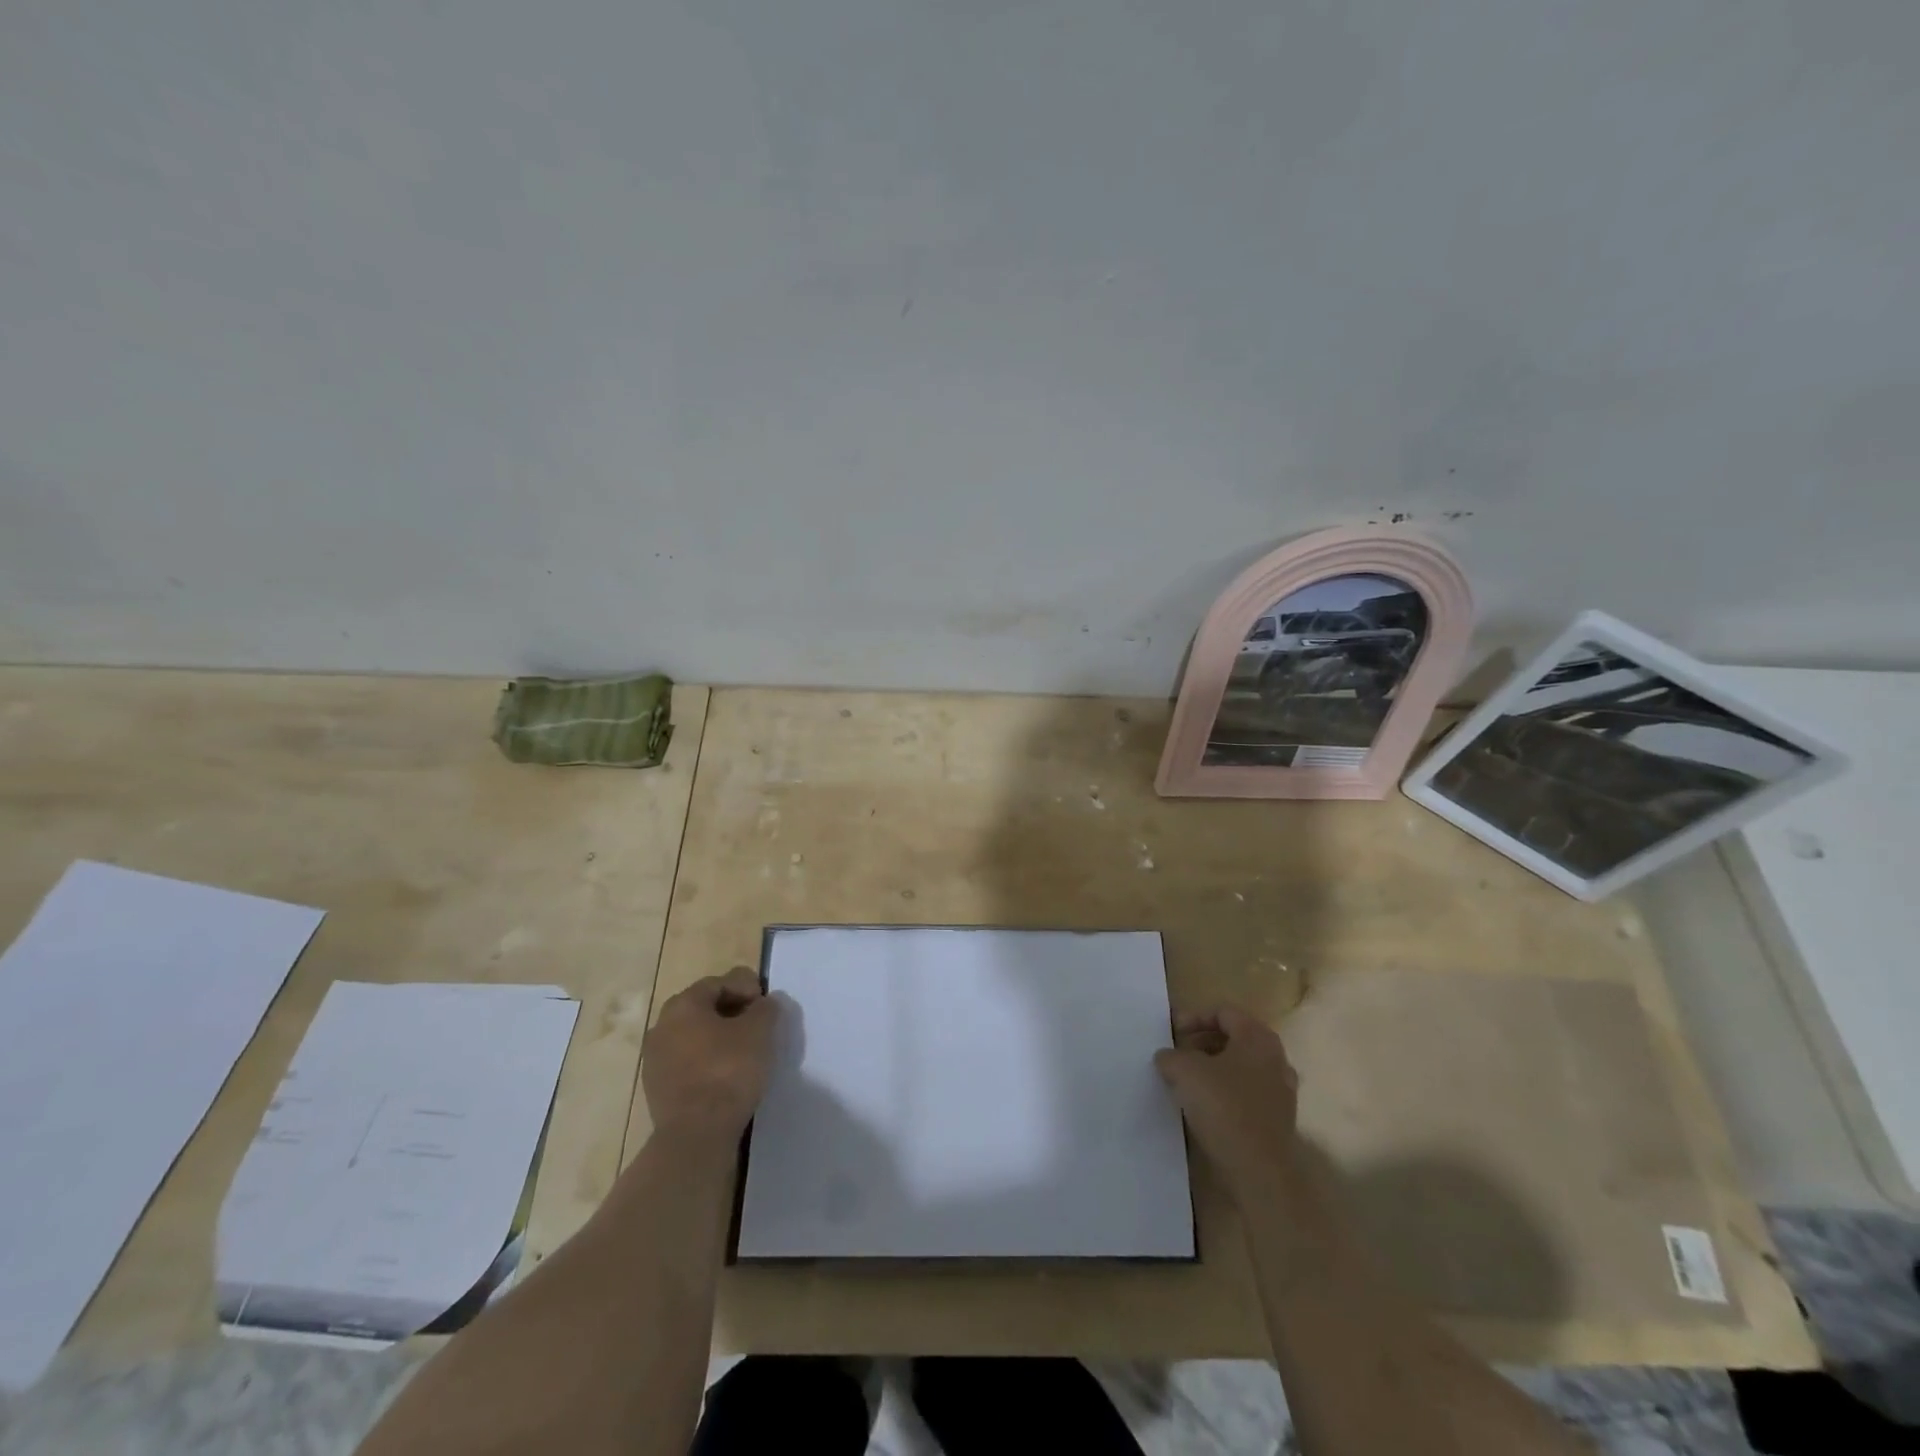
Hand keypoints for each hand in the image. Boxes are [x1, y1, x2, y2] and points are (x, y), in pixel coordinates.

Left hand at [642, 967, 779, 1143]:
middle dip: (733, 1013)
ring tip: (745, 1055)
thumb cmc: (728, 1071)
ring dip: (719, 1039)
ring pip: (694, 1037)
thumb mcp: (760, 1031)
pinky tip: (726, 1078)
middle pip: (703, 1008)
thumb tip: (764, 1004)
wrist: (695, 1135)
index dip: (747, 988)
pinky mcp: (656, 1089)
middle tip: (758, 1029)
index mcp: (683, 1004)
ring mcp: (654, 1059)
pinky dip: (707, 1063)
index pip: (719, 983)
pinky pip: (687, 1063)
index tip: (766, 1009)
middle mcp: (662, 1026)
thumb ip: (766, 1008)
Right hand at [1155, 1005, 1300, 1196]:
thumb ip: (1171, 1055)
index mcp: (1258, 1038)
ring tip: (1189, 1080)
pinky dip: (1227, 1091)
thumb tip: (1168, 1057)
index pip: (1224, 1012)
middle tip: (1179, 1053)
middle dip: (1203, 1042)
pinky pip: (1248, 1092)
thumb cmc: (1223, 1107)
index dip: (1194, 1017)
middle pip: (1235, 1037)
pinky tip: (1207, 1106)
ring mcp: (1282, 1091)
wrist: (1259, 1171)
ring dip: (1215, 1067)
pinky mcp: (1279, 1119)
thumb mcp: (1183, 1071)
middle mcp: (1276, 1058)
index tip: (1172, 1032)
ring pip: (1242, 1066)